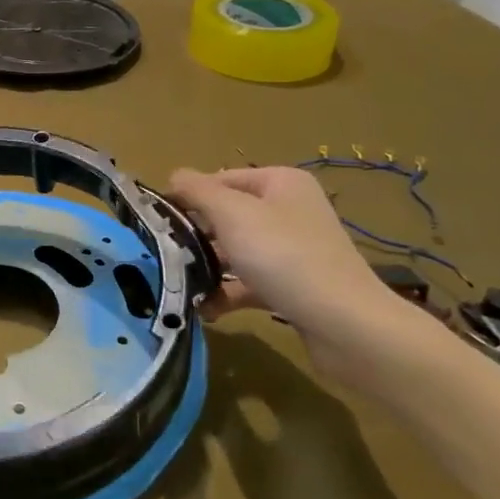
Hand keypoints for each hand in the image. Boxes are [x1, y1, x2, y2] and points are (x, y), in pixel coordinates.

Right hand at [169, 167, 403, 381]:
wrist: (345, 324)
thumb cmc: (284, 256)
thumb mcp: (233, 214)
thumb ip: (199, 191)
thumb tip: (175, 174)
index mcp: (280, 183)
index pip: (220, 179)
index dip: (187, 196)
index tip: (155, 219)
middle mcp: (288, 210)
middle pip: (227, 215)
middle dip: (194, 234)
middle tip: (162, 252)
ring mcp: (293, 250)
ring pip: (236, 251)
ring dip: (207, 266)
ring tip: (177, 282)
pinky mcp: (293, 286)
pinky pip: (249, 282)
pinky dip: (226, 292)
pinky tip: (203, 308)